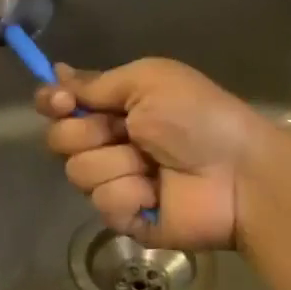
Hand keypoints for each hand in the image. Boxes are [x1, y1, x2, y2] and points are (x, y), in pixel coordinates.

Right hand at [35, 57, 269, 248]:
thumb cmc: (197, 116)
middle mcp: (109, 142)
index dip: (53, 102)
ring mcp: (116, 181)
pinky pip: (102, 203)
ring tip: (152, 165)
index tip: (61, 101)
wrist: (238, 172)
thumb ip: (98, 83)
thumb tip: (57, 72)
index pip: (61, 104)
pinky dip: (129, 194)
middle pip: (59, 139)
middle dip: (88, 133)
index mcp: (115, 106)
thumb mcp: (149, 80)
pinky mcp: (125, 218)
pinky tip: (156, 192)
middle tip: (126, 131)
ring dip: (116, 163)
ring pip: (78, 172)